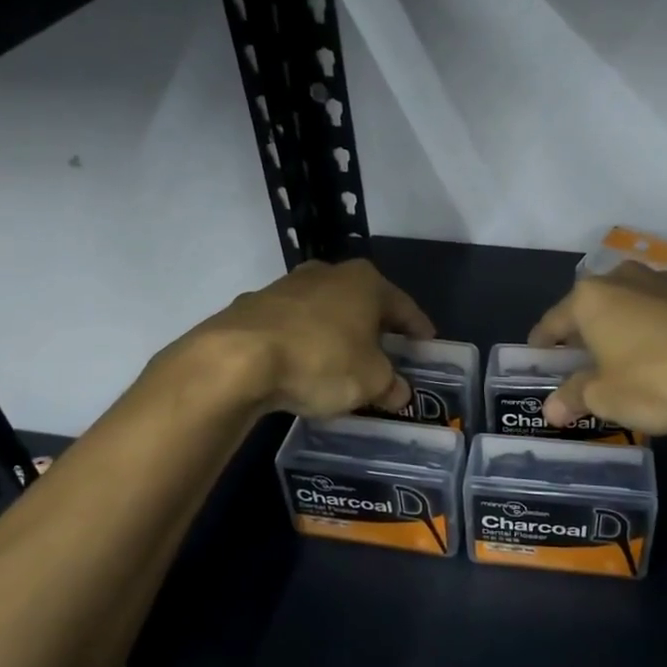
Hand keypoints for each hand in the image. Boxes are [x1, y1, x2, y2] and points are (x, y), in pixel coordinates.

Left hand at [169, 258, 435, 417]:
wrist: (237, 359)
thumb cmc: (321, 360)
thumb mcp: (370, 381)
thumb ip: (390, 385)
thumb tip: (398, 392)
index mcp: (365, 282)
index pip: (404, 306)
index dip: (418, 328)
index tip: (428, 344)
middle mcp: (328, 273)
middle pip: (363, 303)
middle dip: (375, 328)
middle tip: (387, 353)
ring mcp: (287, 286)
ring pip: (325, 312)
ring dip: (337, 334)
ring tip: (343, 363)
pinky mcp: (254, 306)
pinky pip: (293, 326)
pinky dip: (304, 343)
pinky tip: (302, 367)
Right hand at [529, 263, 666, 435]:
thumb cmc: (658, 379)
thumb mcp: (608, 398)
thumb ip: (575, 397)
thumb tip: (550, 409)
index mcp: (591, 298)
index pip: (554, 321)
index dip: (543, 342)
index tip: (536, 354)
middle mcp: (625, 277)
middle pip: (595, 306)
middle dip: (587, 331)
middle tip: (583, 358)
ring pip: (635, 302)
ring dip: (628, 325)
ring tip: (631, 354)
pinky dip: (665, 325)